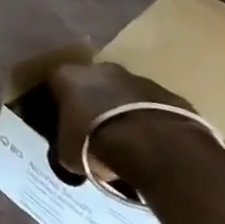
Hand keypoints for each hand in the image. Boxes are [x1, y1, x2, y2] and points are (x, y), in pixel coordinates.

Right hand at [44, 61, 189, 179]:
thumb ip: (64, 144)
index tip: (62, 126)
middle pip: (91, 85)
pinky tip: (154, 146)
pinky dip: (150, 122)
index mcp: (66, 76)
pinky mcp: (170, 95)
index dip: (57, 107)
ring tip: (128, 143)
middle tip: (95, 133)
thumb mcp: (68, 154)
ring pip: (124, 94)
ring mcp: (138, 79)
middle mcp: (99, 69)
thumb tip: (69, 150)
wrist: (158, 149)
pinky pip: (153, 108)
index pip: (54, 86)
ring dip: (123, 112)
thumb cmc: (99, 145)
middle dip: (93, 105)